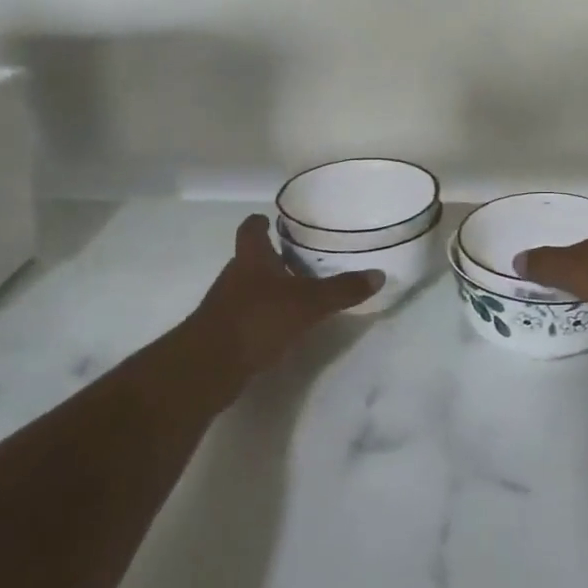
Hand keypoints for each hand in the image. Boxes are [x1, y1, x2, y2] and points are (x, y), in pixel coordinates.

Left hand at [186, 214, 383, 386]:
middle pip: (251, 260)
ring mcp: (225, 306)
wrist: (208, 367)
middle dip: (272, 259)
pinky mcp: (223, 334)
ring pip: (249, 289)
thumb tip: (379, 275)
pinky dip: (263, 318)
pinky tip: (282, 328)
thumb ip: (343, 290)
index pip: (251, 230)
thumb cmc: (257, 319)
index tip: (272, 220)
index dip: (261, 223)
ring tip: (298, 294)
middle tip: (300, 259)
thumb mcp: (309, 303)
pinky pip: (247, 317)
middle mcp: (235, 276)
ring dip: (269, 290)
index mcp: (251, 258)